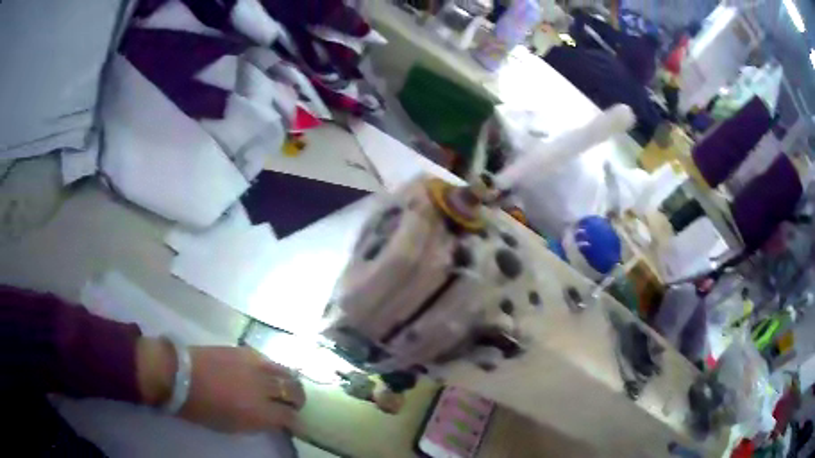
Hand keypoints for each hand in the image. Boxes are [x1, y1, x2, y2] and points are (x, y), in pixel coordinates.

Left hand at [137, 339, 304, 432]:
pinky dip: (272, 368)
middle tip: (294, 404)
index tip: (293, 424)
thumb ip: (257, 423)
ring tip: (284, 386)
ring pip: (285, 372)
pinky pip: (268, 360)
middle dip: (298, 399)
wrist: (179, 375)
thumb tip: (271, 420)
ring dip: (289, 381)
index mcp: (261, 412)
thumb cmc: (201, 409)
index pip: (290, 416)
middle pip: (294, 391)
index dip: (295, 422)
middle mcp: (264, 388)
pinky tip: (266, 373)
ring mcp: (255, 366)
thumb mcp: (232, 427)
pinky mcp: (245, 351)